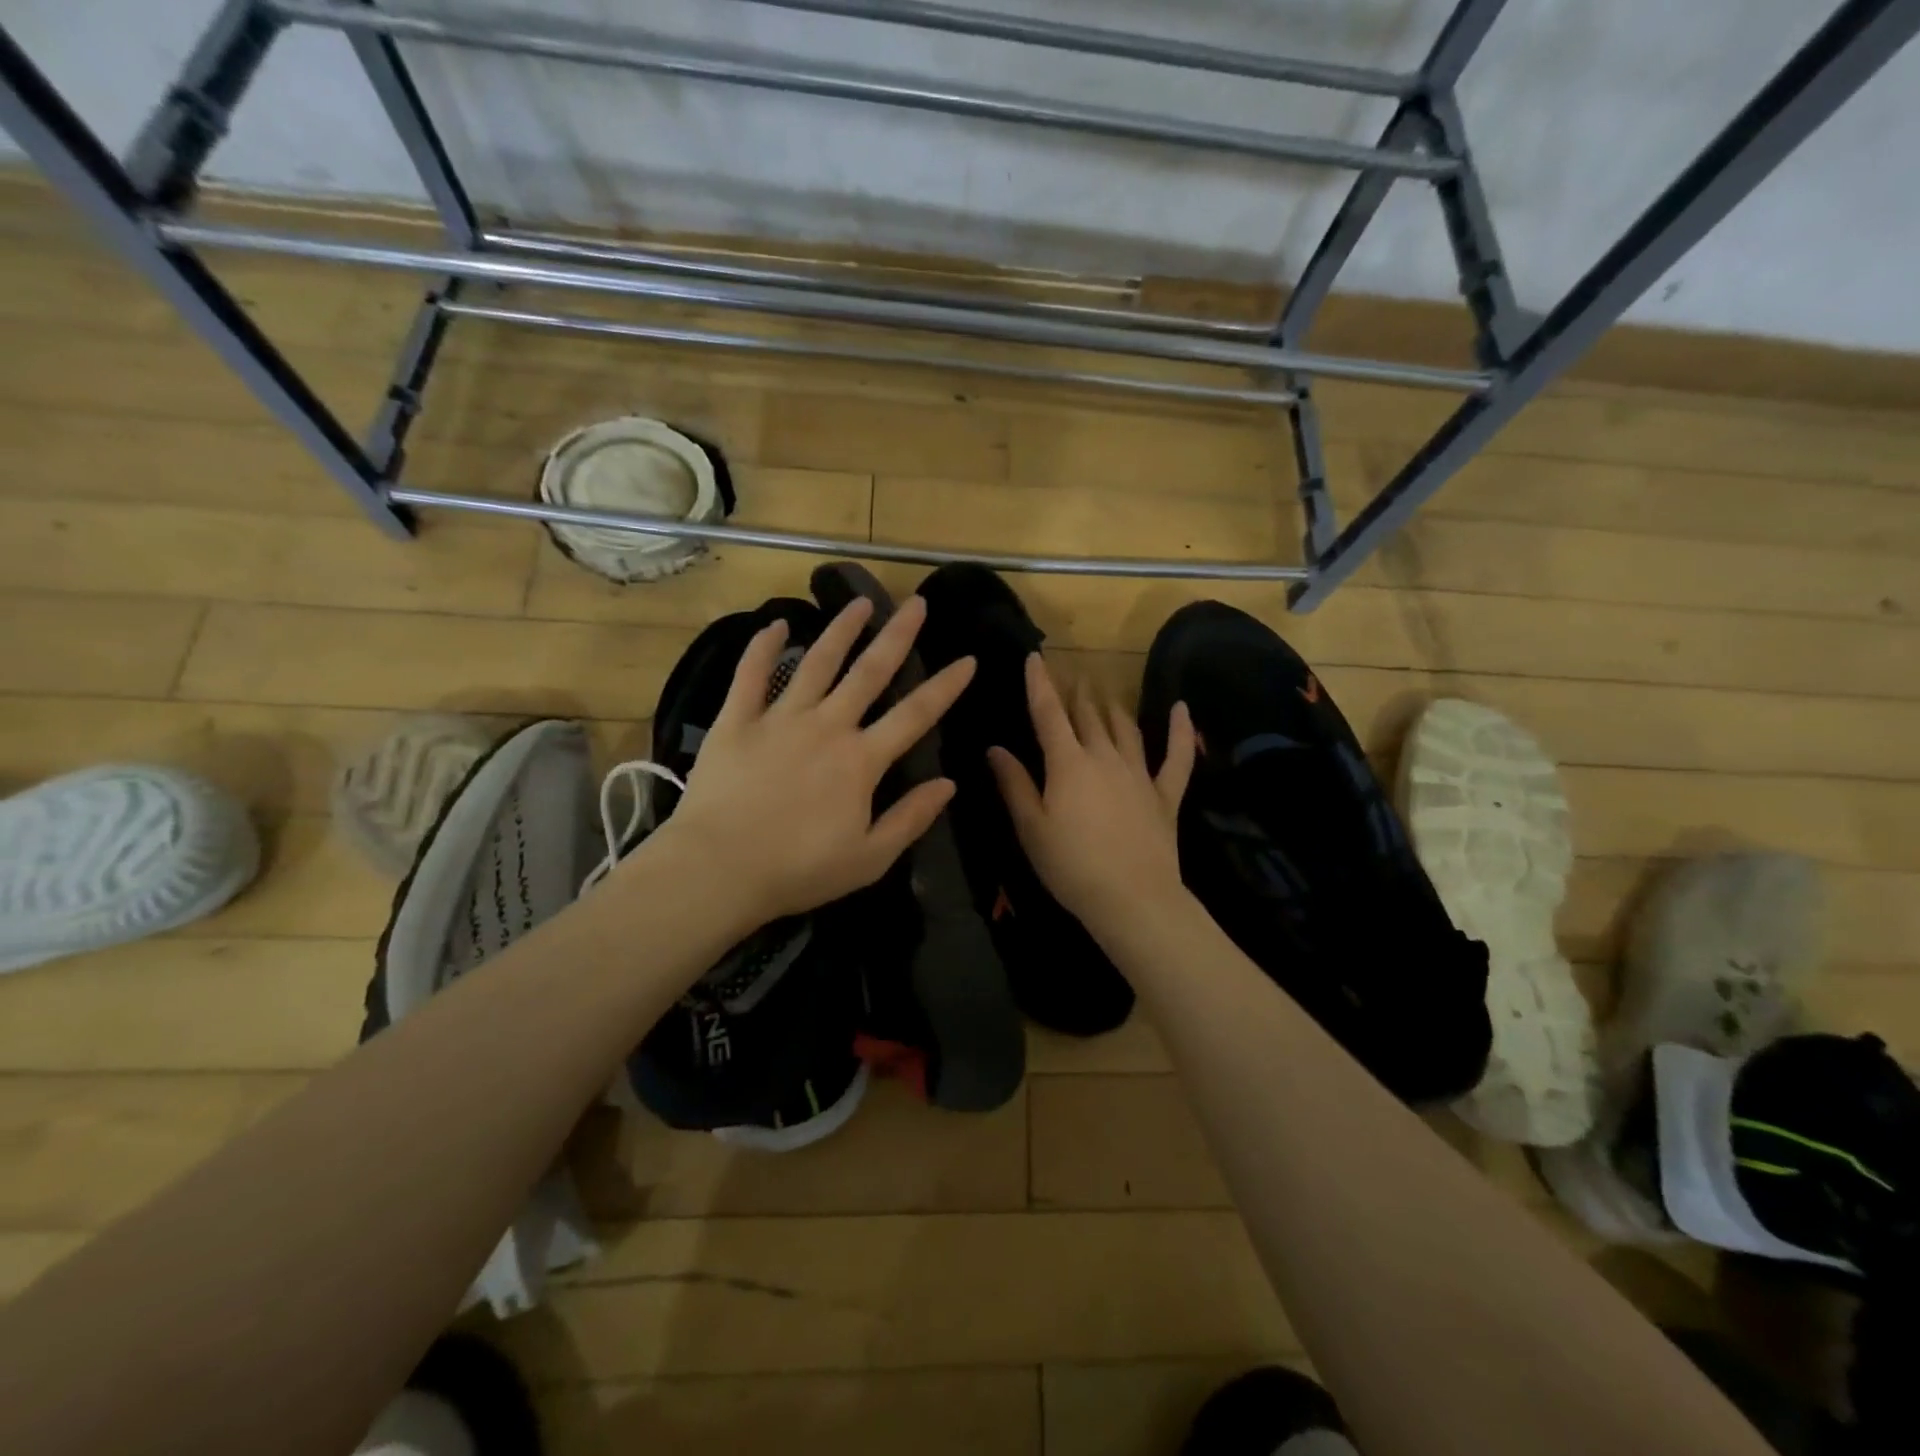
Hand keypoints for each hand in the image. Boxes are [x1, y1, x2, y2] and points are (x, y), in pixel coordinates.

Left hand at [640, 595, 974, 930]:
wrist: (718, 869)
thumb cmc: (798, 871)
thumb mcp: (869, 858)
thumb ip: (911, 818)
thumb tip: (948, 783)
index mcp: (861, 761)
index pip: (915, 715)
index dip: (945, 687)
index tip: (968, 659)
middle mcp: (827, 726)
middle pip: (870, 672)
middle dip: (897, 636)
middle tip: (916, 604)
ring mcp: (780, 718)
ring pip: (818, 662)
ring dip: (841, 629)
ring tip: (860, 602)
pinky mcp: (737, 721)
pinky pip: (751, 675)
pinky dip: (763, 647)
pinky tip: (776, 624)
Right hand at [987, 654, 1196, 943]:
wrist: (1132, 899)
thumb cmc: (1071, 866)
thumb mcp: (1031, 828)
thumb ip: (1014, 784)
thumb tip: (996, 748)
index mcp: (1068, 764)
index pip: (1049, 714)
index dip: (1040, 684)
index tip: (1035, 658)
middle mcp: (1104, 757)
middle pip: (1088, 716)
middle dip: (1077, 693)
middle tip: (1071, 674)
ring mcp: (1139, 774)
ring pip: (1125, 728)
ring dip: (1113, 706)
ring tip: (1105, 689)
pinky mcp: (1165, 794)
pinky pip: (1176, 756)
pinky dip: (1180, 730)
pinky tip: (1182, 709)